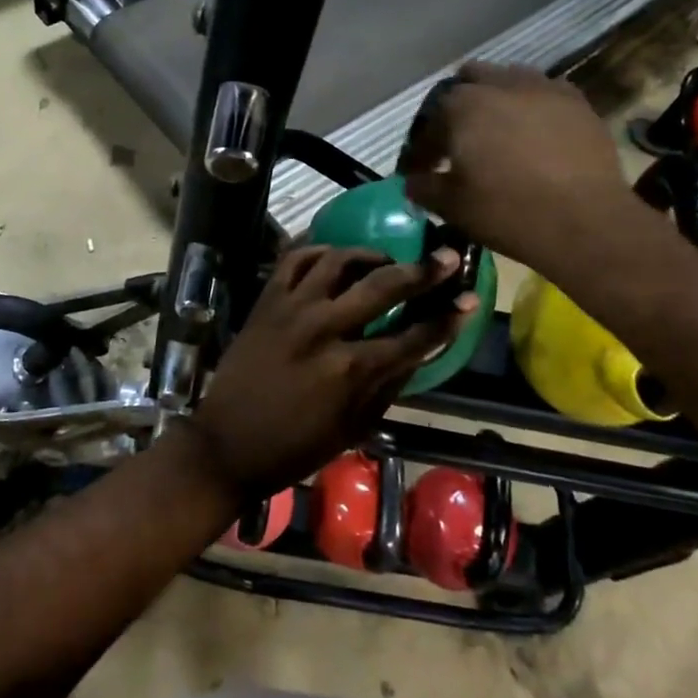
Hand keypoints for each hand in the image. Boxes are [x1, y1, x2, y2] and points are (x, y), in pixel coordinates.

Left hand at [185, 246, 472, 499]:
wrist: (227, 443)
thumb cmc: (295, 446)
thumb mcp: (354, 426)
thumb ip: (390, 383)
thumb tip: (421, 348)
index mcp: (350, 370)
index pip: (412, 336)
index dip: (447, 318)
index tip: (470, 300)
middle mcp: (324, 329)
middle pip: (383, 286)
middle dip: (423, 271)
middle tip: (447, 256)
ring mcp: (291, 308)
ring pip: (339, 260)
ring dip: (370, 255)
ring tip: (385, 261)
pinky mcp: (266, 300)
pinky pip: (295, 259)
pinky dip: (319, 251)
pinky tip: (335, 256)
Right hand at [399, 62, 638, 274]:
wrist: (585, 222)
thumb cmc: (507, 212)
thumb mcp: (452, 206)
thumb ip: (424, 187)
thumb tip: (412, 181)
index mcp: (461, 106)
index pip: (429, 123)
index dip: (422, 149)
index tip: (422, 171)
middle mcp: (499, 84)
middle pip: (468, 82)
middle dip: (458, 108)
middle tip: (459, 142)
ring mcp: (542, 88)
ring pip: (508, 79)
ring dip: (496, 99)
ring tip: (498, 132)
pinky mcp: (577, 101)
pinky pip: (544, 92)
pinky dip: (532, 106)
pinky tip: (535, 132)